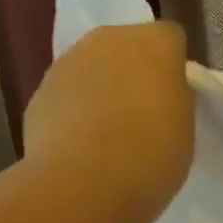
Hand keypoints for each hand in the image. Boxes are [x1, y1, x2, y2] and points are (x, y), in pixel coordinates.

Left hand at [24, 23, 192, 222]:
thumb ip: (174, 99)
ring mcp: (66, 63)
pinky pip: (65, 95)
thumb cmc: (151, 154)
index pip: (170, 38)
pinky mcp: (37, 93)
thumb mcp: (185, 127)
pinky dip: (72, 112)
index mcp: (154, 43)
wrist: (83, 184)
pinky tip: (79, 147)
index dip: (173, 66)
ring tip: (107, 135)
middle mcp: (108, 40)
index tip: (174, 97)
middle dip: (133, 71)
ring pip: (91, 68)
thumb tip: (160, 94)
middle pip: (126, 46)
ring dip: (100, 89)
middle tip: (142, 113)